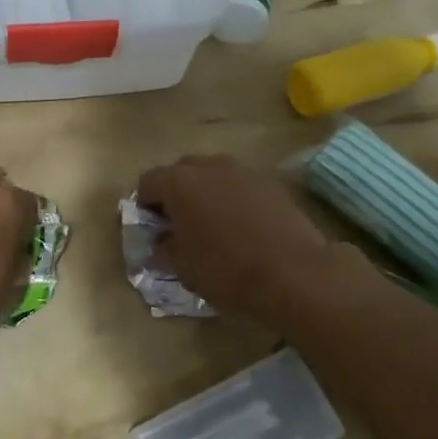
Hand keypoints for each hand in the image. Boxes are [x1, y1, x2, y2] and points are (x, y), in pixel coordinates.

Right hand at [135, 155, 349, 331]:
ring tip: (212, 224)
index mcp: (179, 183)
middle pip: (180, 171)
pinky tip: (242, 226)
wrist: (293, 272)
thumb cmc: (226, 270)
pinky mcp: (270, 182)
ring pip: (212, 175)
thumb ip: (163, 247)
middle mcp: (209, 166)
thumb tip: (162, 240)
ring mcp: (243, 170)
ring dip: (206, 193)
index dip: (144, 205)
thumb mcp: (181, 267)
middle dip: (175, 194)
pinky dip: (233, 198)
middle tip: (180, 224)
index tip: (152, 229)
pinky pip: (239, 184)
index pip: (147, 182)